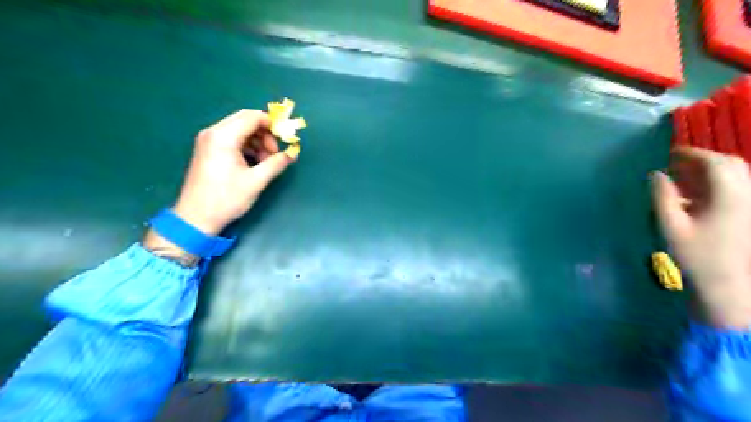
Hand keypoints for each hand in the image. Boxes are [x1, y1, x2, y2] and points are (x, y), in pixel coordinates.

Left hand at [142, 108, 294, 262]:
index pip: (252, 117)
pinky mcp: (207, 149)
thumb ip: (276, 164)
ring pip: (239, 129)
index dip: (272, 125)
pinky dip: (246, 146)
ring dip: (256, 141)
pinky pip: (232, 138)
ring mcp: (208, 140)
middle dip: (265, 134)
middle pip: (245, 120)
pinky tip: (253, 164)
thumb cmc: (226, 199)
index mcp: (223, 137)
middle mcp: (213, 132)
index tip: (284, 142)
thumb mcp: (256, 181)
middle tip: (274, 154)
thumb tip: (293, 154)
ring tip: (265, 162)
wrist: (196, 217)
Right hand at [653, 149, 750, 329]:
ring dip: (711, 170)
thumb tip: (656, 175)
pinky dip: (718, 183)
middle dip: (703, 159)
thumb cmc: (696, 255)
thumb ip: (662, 197)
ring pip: (737, 174)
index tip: (668, 153)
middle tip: (676, 163)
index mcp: (729, 195)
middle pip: (730, 164)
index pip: (714, 162)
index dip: (690, 153)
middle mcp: (747, 194)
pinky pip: (738, 187)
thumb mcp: (671, 226)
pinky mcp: (750, 214)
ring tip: (685, 176)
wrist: (728, 284)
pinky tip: (699, 193)